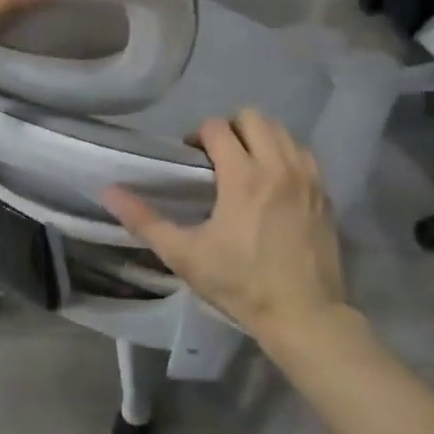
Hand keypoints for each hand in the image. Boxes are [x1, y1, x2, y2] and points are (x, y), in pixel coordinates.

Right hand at [102, 109, 347, 344]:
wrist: (305, 316)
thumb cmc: (240, 284)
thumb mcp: (185, 255)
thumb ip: (144, 221)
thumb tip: (108, 191)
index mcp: (243, 176)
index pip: (217, 127)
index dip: (198, 135)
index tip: (191, 159)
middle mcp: (278, 167)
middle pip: (253, 117)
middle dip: (230, 128)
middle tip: (218, 157)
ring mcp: (307, 178)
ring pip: (282, 131)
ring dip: (260, 138)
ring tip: (246, 166)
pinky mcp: (325, 194)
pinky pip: (304, 153)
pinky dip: (286, 154)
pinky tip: (274, 182)